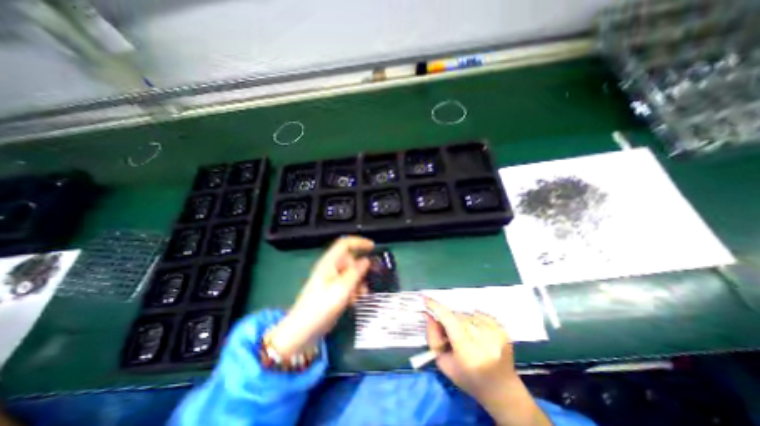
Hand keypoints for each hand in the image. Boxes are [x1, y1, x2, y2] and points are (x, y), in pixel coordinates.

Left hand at [267, 235, 372, 355]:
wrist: (302, 331)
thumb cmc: (321, 307)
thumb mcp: (342, 288)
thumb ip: (356, 272)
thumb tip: (366, 260)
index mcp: (329, 262)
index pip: (345, 244)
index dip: (359, 242)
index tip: (373, 247)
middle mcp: (330, 268)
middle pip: (350, 260)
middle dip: (361, 270)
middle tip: (366, 283)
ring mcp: (331, 279)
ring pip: (351, 273)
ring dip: (358, 283)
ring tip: (360, 296)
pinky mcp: (332, 290)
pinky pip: (347, 284)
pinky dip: (353, 290)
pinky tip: (353, 301)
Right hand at [424, 300, 549, 425]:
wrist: (502, 390)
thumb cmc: (468, 379)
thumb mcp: (444, 363)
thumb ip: (433, 337)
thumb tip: (429, 315)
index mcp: (468, 352)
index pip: (449, 321)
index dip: (436, 307)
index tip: (425, 298)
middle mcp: (484, 341)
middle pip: (457, 316)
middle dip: (449, 319)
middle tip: (450, 333)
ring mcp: (495, 334)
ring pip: (467, 314)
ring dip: (461, 320)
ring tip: (466, 336)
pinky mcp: (503, 330)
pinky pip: (479, 314)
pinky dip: (473, 319)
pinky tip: (477, 333)